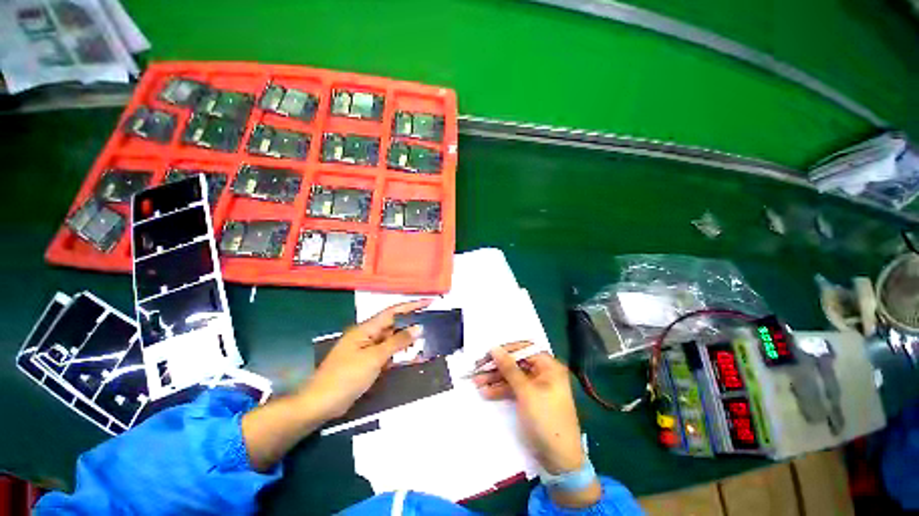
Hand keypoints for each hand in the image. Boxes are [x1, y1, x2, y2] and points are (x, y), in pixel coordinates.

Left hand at [298, 299, 430, 419]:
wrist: (321, 403)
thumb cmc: (347, 377)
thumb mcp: (375, 358)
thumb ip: (397, 342)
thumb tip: (418, 327)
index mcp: (366, 329)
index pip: (393, 312)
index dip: (411, 305)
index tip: (428, 302)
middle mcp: (367, 335)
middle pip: (393, 325)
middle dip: (411, 325)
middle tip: (430, 326)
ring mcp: (367, 349)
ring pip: (391, 340)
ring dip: (406, 342)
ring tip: (424, 343)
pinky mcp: (367, 362)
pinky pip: (387, 353)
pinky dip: (398, 355)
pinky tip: (410, 357)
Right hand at [473, 345, 600, 507]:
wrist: (559, 459)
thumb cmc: (546, 419)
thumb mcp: (526, 392)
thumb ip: (509, 368)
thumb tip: (494, 348)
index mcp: (548, 366)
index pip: (524, 349)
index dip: (505, 350)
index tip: (487, 354)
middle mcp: (543, 372)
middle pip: (516, 363)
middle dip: (497, 366)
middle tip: (477, 368)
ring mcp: (536, 386)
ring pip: (512, 376)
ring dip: (495, 378)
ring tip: (476, 382)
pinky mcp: (529, 399)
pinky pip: (513, 389)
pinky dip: (500, 390)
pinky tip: (486, 392)